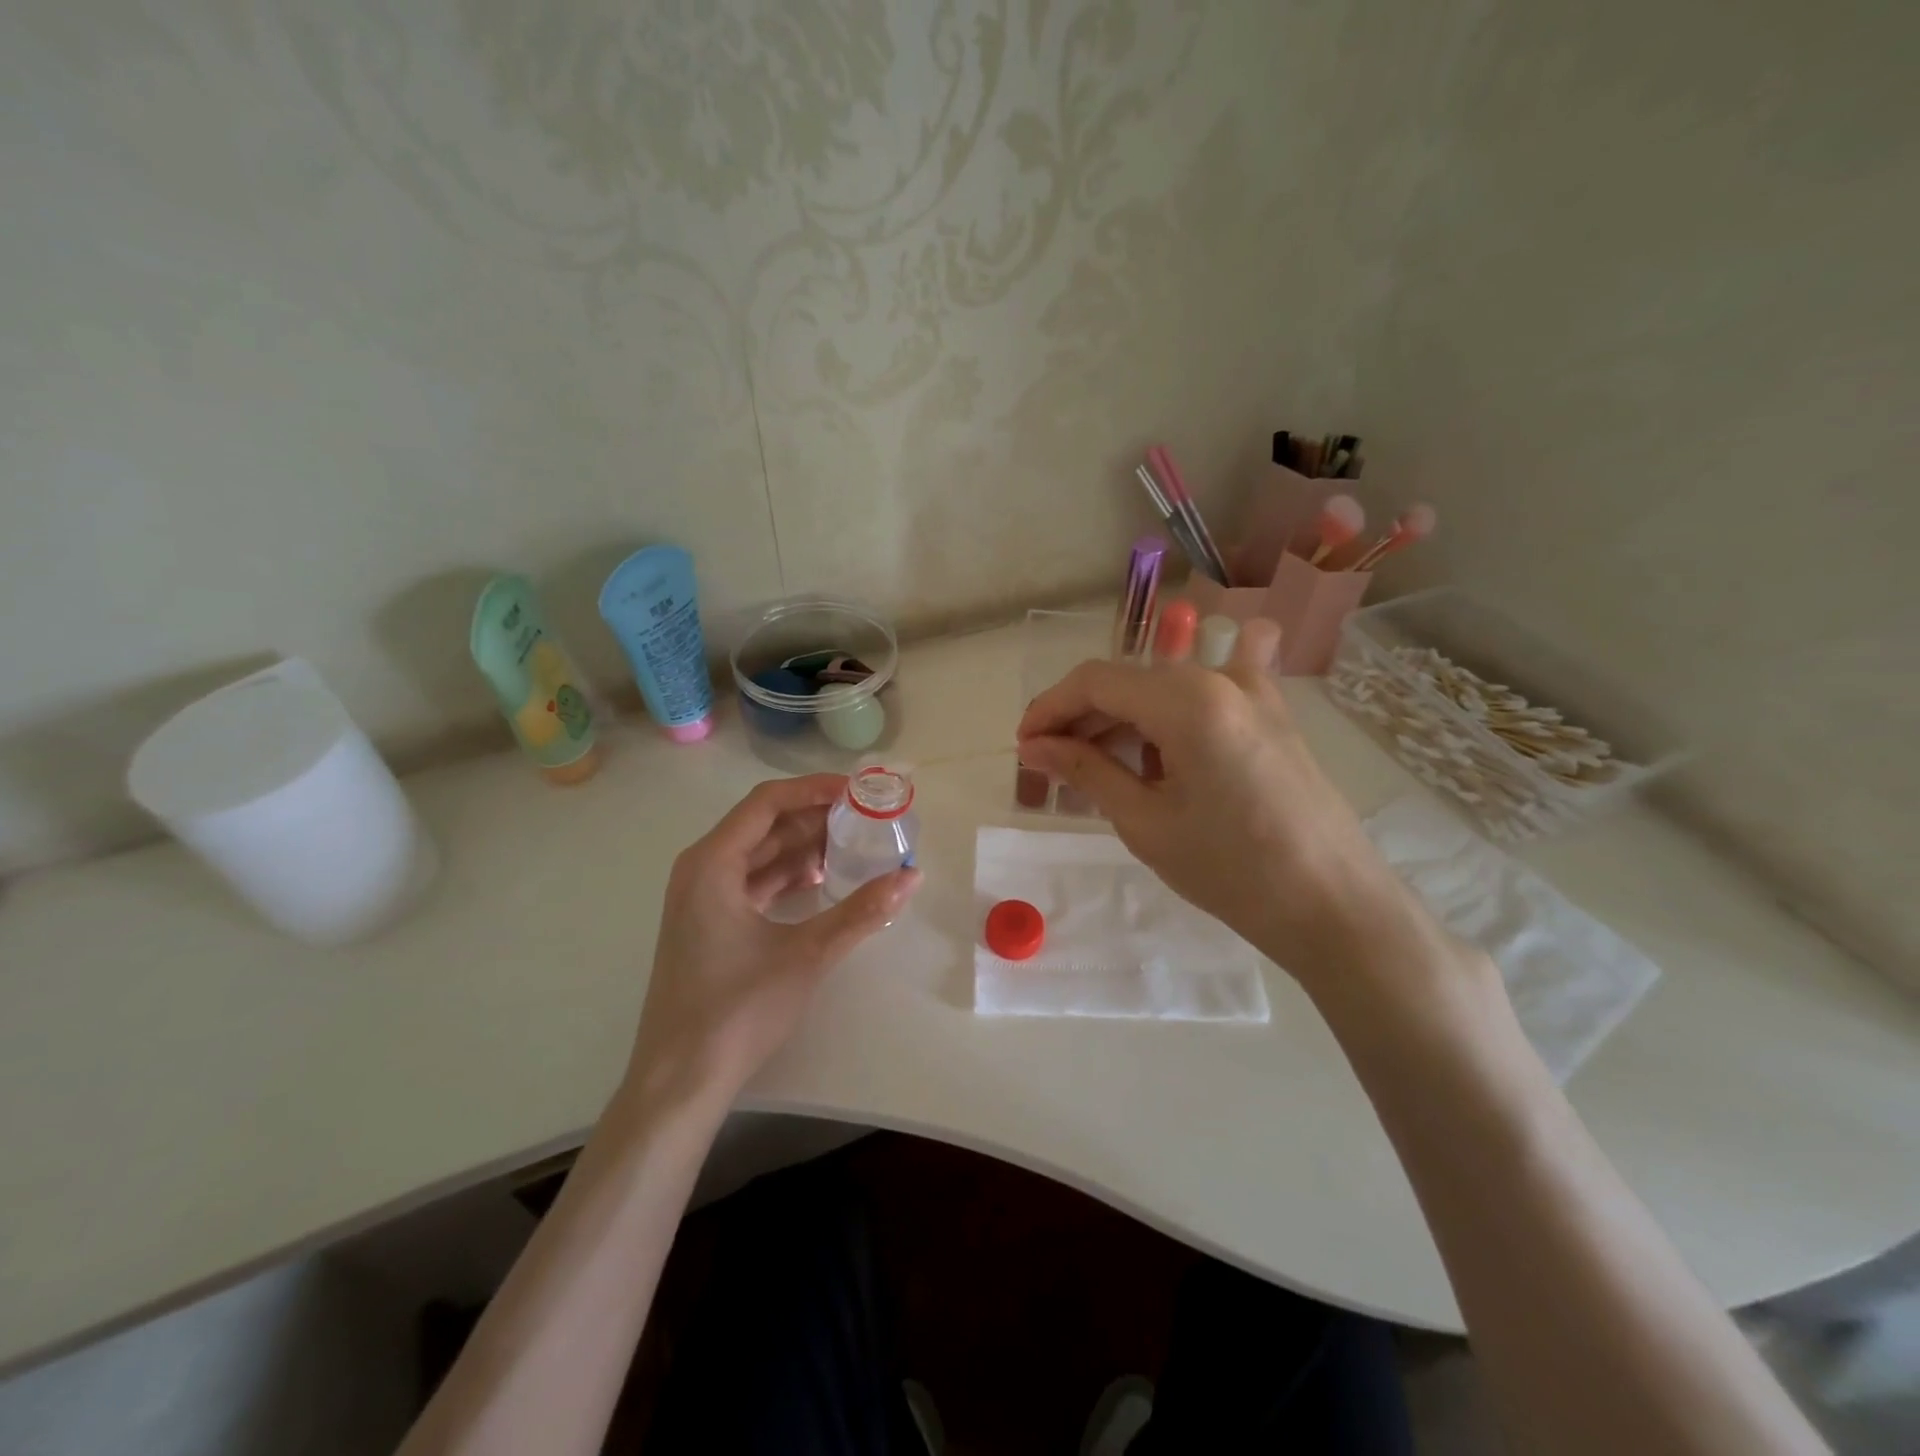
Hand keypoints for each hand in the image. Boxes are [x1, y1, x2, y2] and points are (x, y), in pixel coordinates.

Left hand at [626, 775, 921, 1110]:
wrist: (681, 1079)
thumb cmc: (738, 1009)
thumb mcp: (807, 954)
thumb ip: (862, 911)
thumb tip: (911, 876)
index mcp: (712, 863)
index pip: (767, 802)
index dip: (814, 790)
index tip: (858, 792)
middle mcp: (701, 869)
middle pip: (763, 825)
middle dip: (815, 818)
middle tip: (865, 818)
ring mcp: (701, 898)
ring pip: (759, 854)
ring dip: (803, 847)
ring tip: (854, 847)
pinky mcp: (709, 922)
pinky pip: (753, 881)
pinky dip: (787, 875)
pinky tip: (823, 882)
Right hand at [1016, 620, 1427, 989]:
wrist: (1334, 906)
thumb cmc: (1232, 870)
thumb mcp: (1145, 822)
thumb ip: (1086, 771)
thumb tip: (1035, 746)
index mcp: (1187, 700)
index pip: (1095, 681)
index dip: (1050, 708)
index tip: (1024, 746)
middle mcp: (1221, 679)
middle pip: (1129, 680)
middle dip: (1082, 717)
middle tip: (1051, 764)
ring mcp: (1254, 693)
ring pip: (1164, 687)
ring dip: (1121, 720)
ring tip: (1094, 769)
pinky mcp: (1271, 716)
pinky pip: (1204, 698)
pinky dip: (1166, 720)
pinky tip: (1151, 754)